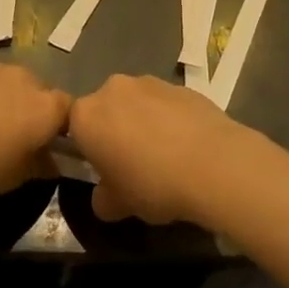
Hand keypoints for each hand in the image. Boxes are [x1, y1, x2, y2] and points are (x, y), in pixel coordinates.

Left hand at [0, 57, 70, 203]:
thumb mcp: (10, 180)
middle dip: (29, 109)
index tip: (45, 145)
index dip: (60, 127)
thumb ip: (38, 166)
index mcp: (44, 108)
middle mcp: (24, 78)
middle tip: (8, 136)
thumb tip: (51, 162)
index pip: (69, 110)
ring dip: (0, 97)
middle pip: (37, 91)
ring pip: (6, 81)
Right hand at [67, 75, 262, 225]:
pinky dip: (170, 120)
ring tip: (166, 156)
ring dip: (143, 123)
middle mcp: (113, 89)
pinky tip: (188, 146)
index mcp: (87, 115)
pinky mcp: (181, 85)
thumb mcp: (119, 205)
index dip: (87, 149)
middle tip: (133, 165)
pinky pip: (166, 104)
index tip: (104, 170)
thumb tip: (105, 196)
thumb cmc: (153, 184)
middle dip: (115, 131)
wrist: (215, 164)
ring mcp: (149, 82)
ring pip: (136, 104)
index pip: (73, 127)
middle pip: (106, 110)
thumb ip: (102, 199)